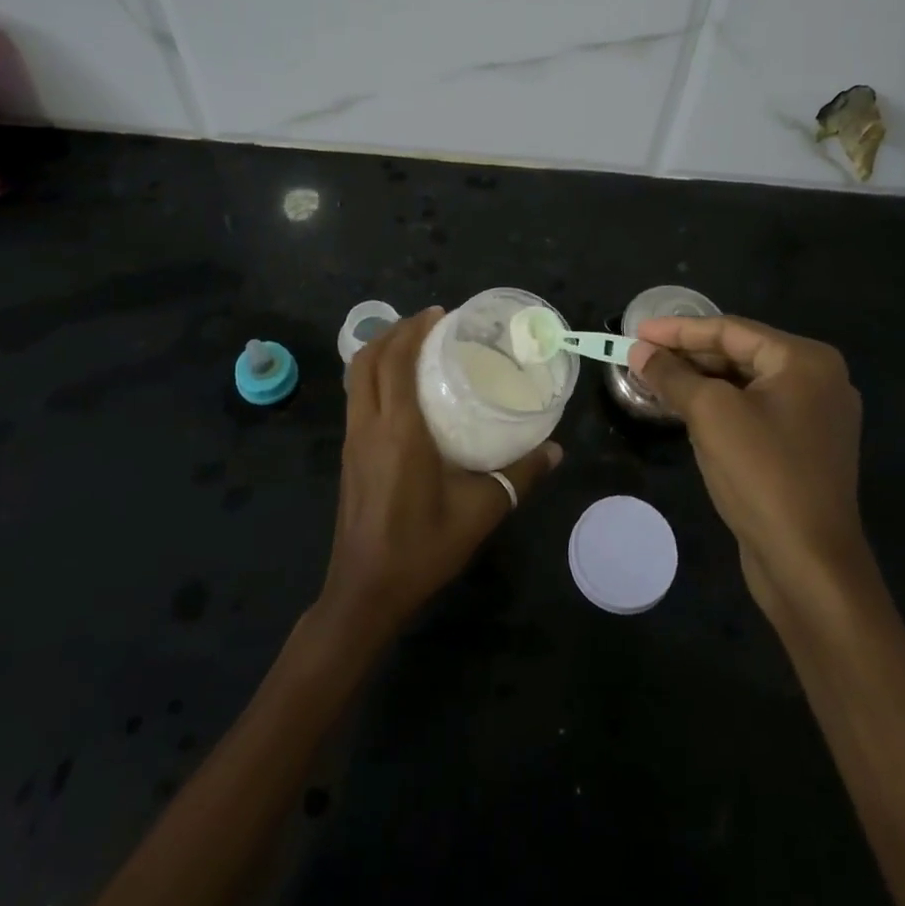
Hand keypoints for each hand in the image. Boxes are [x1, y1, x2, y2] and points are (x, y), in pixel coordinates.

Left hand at [316, 308, 561, 647]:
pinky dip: (373, 376)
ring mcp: (352, 440)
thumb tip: (555, 450)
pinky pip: (356, 397)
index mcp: (398, 430)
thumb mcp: (481, 510)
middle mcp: (369, 425)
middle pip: (368, 359)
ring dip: (380, 351)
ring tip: (415, 345)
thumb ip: (520, 475)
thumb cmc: (422, 546)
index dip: (414, 330)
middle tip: (430, 323)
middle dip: (395, 332)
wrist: (366, 591)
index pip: (396, 361)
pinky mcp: (349, 455)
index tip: (440, 314)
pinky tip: (401, 389)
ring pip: (356, 377)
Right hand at [630, 316, 869, 620]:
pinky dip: (718, 406)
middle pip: (739, 354)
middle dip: (688, 355)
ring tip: (654, 379)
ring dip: (699, 381)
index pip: (731, 330)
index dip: (678, 330)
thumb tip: (639, 351)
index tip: (636, 331)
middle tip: (641, 355)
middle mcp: (818, 380)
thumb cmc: (762, 474)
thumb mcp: (710, 414)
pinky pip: (753, 411)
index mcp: (805, 360)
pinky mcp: (803, 448)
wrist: (808, 564)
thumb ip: (672, 375)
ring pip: (744, 384)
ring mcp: (814, 417)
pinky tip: (685, 410)